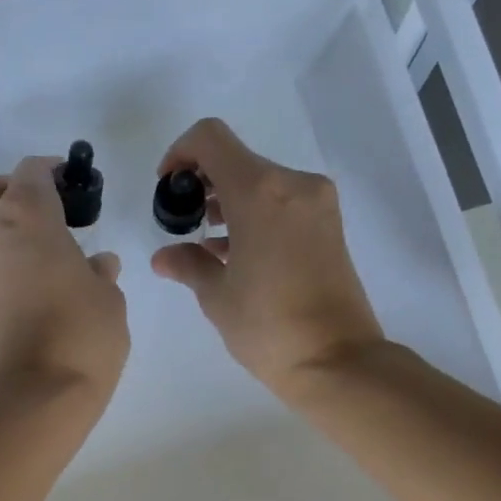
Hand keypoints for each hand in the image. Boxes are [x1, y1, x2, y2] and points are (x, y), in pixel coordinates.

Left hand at [0, 158, 128, 399]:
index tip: (72, 184)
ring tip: (48, 256)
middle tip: (41, 211)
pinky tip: (39, 287)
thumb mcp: (108, 299)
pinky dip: (3, 264)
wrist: (36, 396)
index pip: (30, 172)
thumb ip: (100, 274)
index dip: (51, 171)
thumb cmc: (82, 335)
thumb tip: (96, 266)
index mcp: (27, 217)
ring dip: (3, 230)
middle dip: (4, 188)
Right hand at [150, 118, 383, 397]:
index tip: (169, 188)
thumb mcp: (217, 297)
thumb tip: (164, 256)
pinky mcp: (330, 227)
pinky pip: (284, 204)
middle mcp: (293, 185)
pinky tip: (238, 253)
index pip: (210, 139)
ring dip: (232, 202)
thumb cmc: (268, 328)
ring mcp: (318, 205)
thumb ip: (188, 265)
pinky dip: (258, 216)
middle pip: (238, 161)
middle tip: (186, 222)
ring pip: (263, 183)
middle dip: (205, 184)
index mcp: (260, 192)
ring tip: (210, 244)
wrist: (336, 361)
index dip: (180, 154)